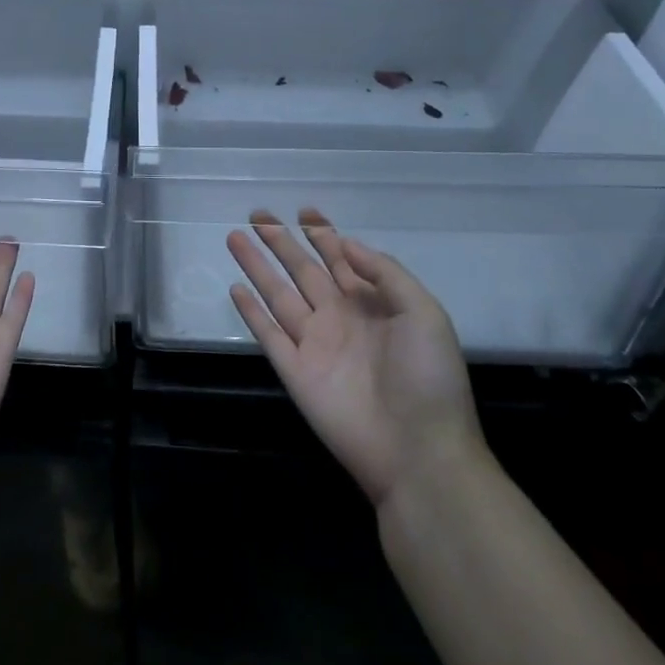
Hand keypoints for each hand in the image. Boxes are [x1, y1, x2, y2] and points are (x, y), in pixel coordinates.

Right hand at [228, 210, 484, 510]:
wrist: (418, 453)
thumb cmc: (428, 379)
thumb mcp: (424, 314)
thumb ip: (386, 274)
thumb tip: (346, 243)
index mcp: (372, 304)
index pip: (341, 260)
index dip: (323, 234)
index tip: (305, 211)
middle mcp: (338, 318)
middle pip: (302, 270)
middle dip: (281, 241)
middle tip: (258, 214)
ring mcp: (314, 344)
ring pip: (277, 294)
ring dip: (256, 266)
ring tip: (235, 237)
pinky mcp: (294, 370)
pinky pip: (267, 334)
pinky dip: (251, 312)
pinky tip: (235, 288)